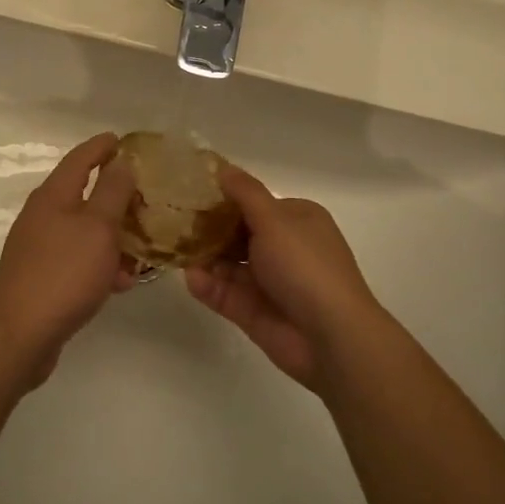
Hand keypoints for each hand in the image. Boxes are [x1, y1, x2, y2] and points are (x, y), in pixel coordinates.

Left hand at [0, 132, 137, 383]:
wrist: (18, 335)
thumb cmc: (63, 273)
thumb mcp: (97, 227)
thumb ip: (112, 192)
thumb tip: (120, 162)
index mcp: (54, 195)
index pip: (80, 158)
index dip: (101, 146)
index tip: (123, 139)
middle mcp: (43, 215)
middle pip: (83, 194)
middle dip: (116, 194)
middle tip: (146, 196)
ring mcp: (40, 247)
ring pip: (85, 230)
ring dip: (114, 234)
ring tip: (144, 246)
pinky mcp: (43, 276)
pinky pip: (79, 259)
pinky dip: (101, 263)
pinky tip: (122, 282)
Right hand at [184, 165, 382, 392]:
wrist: (331, 336)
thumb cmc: (305, 266)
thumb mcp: (274, 219)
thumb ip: (245, 193)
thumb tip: (223, 167)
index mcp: (296, 220)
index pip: (255, 204)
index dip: (225, 199)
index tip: (192, 193)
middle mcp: (284, 248)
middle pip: (238, 234)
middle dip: (208, 229)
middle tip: (173, 221)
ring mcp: (269, 282)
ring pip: (228, 265)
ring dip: (204, 257)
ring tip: (173, 249)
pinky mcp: (254, 312)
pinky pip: (225, 293)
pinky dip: (208, 285)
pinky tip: (190, 277)